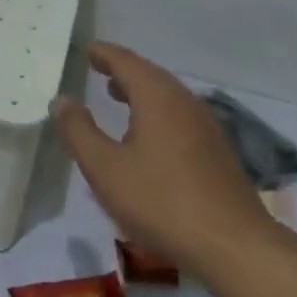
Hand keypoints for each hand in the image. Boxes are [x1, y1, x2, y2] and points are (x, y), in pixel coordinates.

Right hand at [54, 41, 270, 270]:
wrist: (234, 246)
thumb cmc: (161, 201)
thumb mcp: (104, 168)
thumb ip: (79, 131)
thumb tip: (62, 100)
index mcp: (157, 98)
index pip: (127, 63)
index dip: (105, 54)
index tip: (88, 50)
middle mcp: (184, 104)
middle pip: (151, 75)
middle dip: (123, 69)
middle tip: (98, 68)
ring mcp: (205, 128)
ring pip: (168, 96)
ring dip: (141, 90)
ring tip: (116, 95)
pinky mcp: (216, 152)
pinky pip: (179, 115)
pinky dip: (156, 110)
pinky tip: (146, 133)